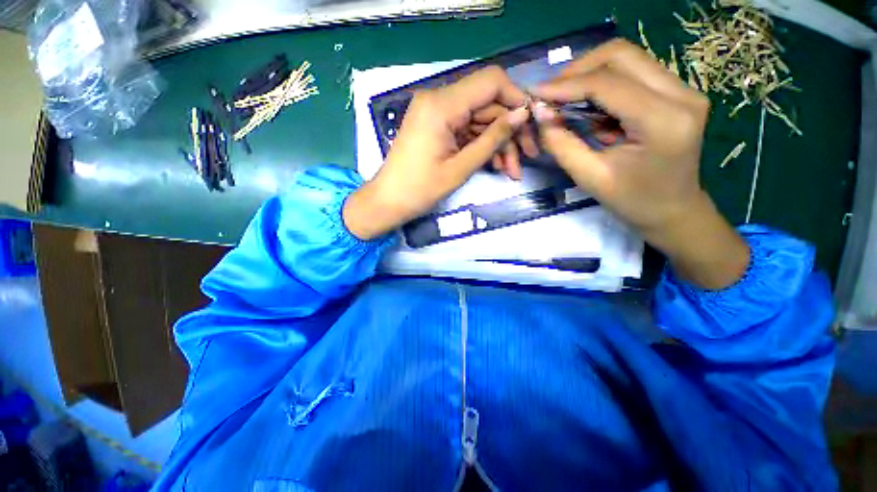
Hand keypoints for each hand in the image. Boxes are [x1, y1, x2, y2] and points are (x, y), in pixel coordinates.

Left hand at [344, 66, 529, 240]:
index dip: (516, 98)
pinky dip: (482, 145)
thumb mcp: (460, 168)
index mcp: (441, 105)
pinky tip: (495, 165)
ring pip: (479, 119)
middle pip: (487, 104)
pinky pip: (466, 129)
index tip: (531, 125)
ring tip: (511, 171)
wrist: (389, 201)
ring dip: (498, 143)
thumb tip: (522, 115)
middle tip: (526, 158)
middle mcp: (438, 99)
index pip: (490, 81)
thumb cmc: (420, 189)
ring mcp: (436, 113)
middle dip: (509, 131)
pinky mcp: (437, 126)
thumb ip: (492, 139)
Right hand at [533, 40, 748, 288]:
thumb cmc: (633, 201)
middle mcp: (681, 94)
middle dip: (579, 70)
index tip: (536, 94)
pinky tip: (589, 107)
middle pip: (622, 54)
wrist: (674, 210)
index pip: (607, 84)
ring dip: (590, 74)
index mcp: (662, 121)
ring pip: (628, 58)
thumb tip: (540, 115)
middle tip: (551, 94)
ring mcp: (684, 90)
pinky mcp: (678, 93)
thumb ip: (562, 144)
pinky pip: (634, 72)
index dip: (566, 85)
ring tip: (566, 101)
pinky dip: (604, 84)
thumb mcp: (590, 178)